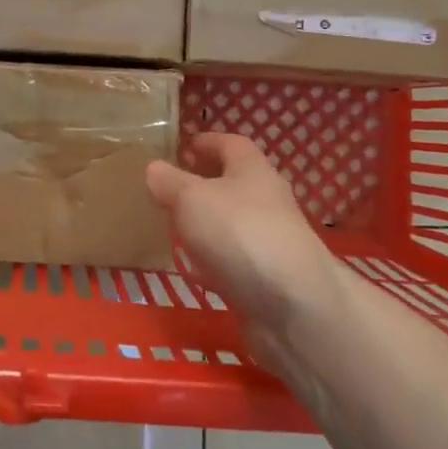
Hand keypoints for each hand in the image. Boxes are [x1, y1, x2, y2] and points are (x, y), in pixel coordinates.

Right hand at [146, 134, 344, 336]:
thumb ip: (169, 181)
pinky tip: (191, 271)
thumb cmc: (239, 233)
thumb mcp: (191, 198)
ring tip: (172, 227)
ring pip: (231, 224)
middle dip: (203, 184)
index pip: (230, 144)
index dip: (206, 142)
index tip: (182, 147)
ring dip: (206, 224)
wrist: (293, 306)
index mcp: (252, 170)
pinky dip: (212, 262)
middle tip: (169, 189)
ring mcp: (269, 241)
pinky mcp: (266, 279)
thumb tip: (155, 167)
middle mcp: (266, 200)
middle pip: (233, 184)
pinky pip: (233, 261)